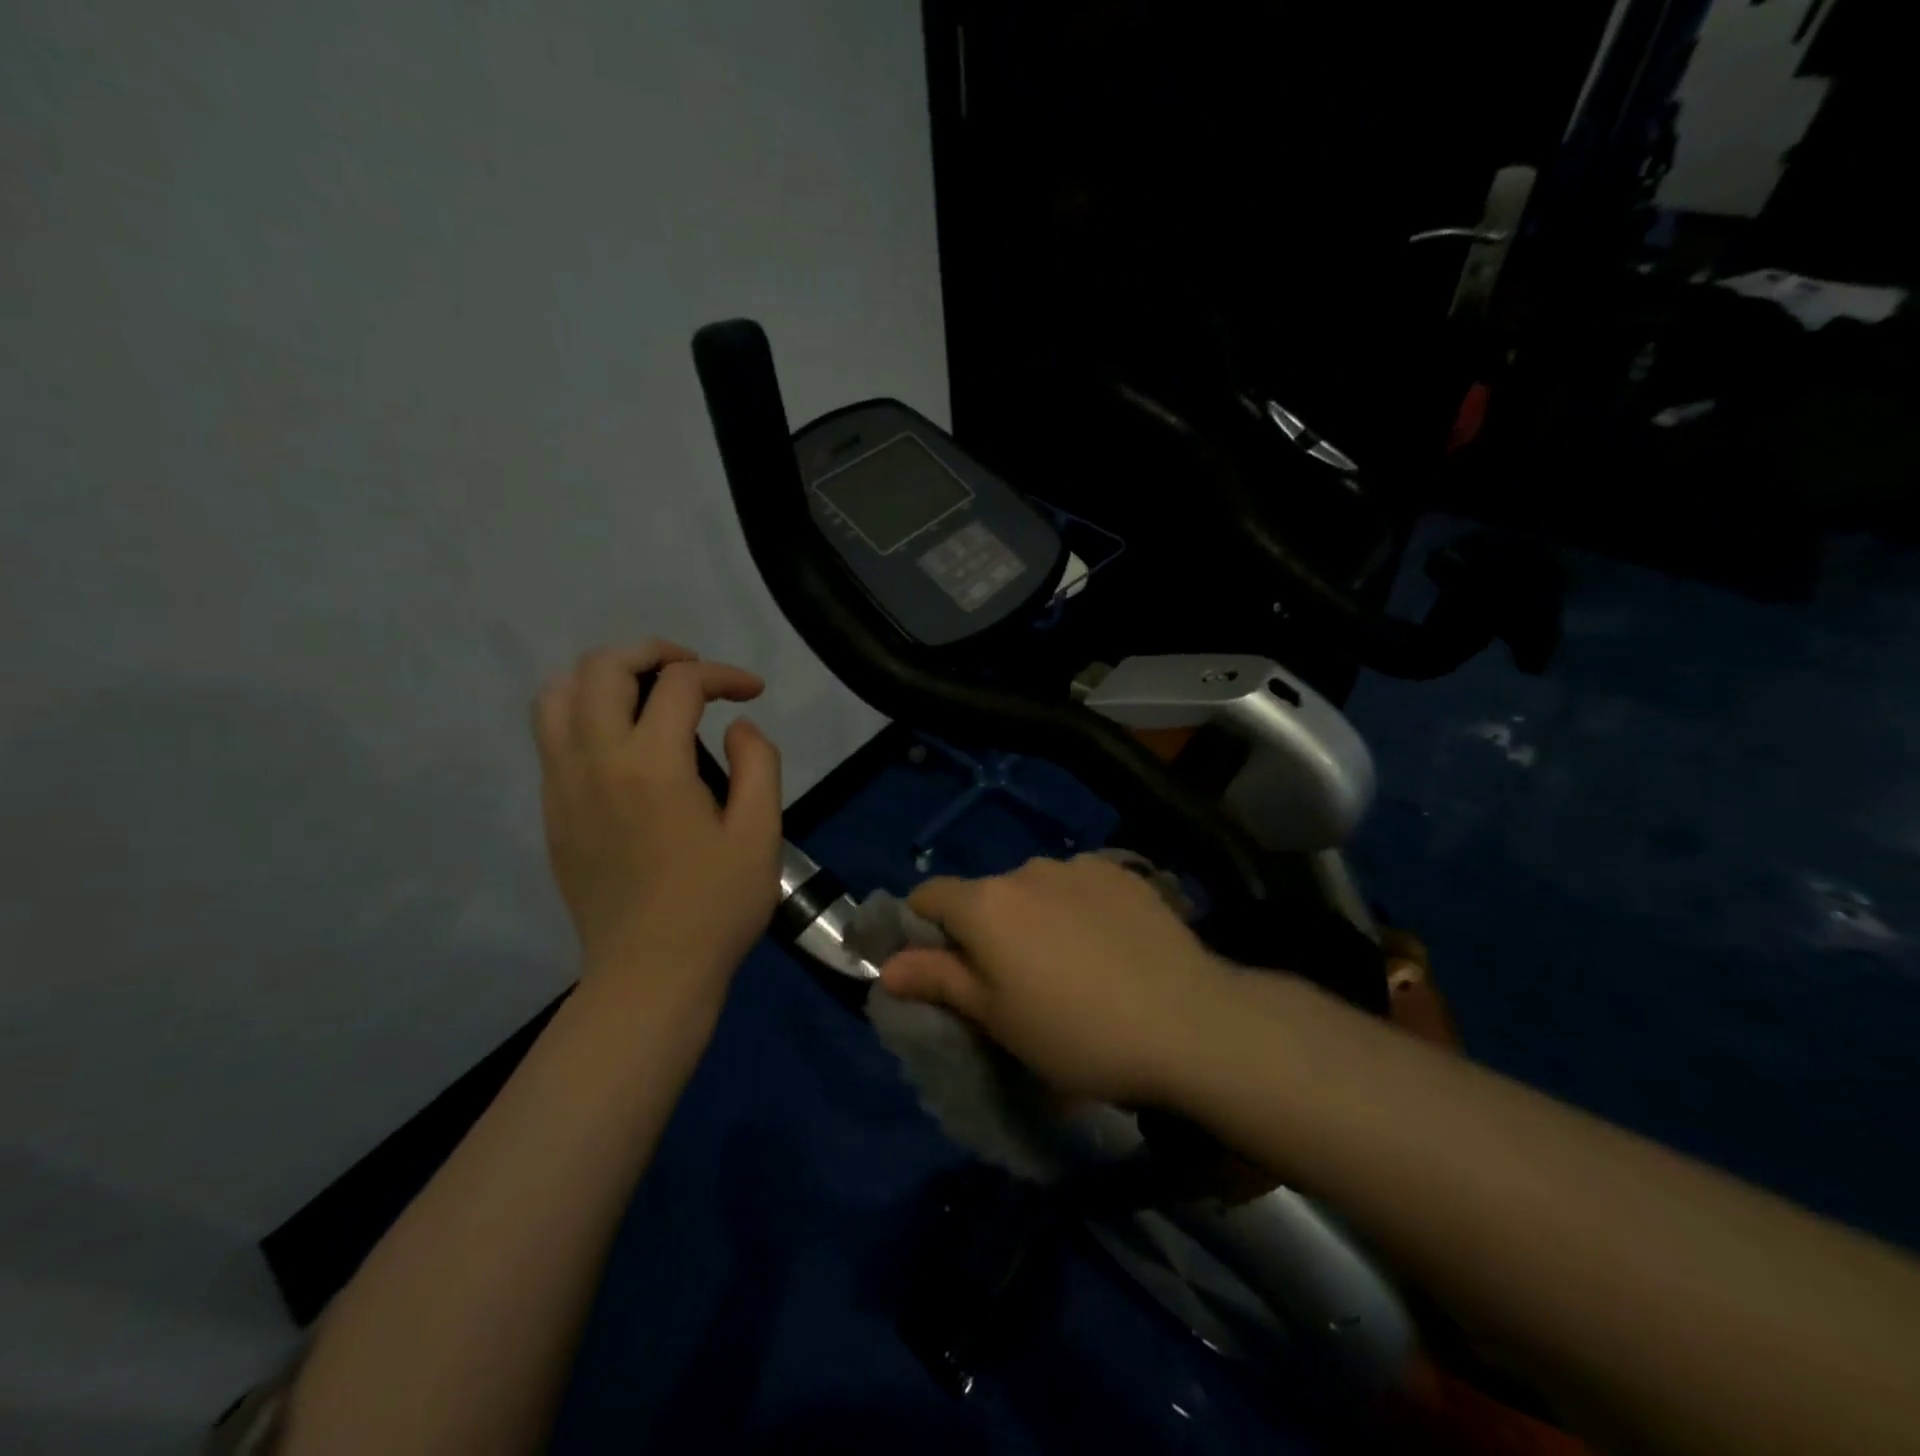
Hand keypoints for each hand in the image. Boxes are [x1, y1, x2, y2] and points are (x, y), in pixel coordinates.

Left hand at [534, 642, 781, 1003]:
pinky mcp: (552, 811)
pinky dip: (585, 712)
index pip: (680, 684)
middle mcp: (595, 761)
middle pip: (603, 668)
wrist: (648, 976)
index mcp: (652, 766)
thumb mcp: (761, 834)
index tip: (752, 693)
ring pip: (559, 695)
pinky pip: (552, 735)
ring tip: (648, 693)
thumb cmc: (715, 907)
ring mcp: (563, 785)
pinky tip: (624, 740)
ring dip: (606, 676)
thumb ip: (758, 764)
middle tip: (694, 672)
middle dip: (653, 653)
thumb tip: (738, 727)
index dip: (723, 675)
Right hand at [880, 854, 1233, 1104]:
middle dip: (984, 930)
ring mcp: (1078, 866)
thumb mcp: (998, 1019)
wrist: (1188, 1021)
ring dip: (1033, 917)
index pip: (928, 896)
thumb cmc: (1077, 1033)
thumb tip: (886, 965)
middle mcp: (1025, 869)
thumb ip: (938, 981)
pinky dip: (1075, 908)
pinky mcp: (1122, 871)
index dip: (921, 929)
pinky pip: (1078, 885)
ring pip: (1033, 889)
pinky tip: (1107, 946)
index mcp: (986, 904)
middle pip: (984, 894)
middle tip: (1012, 984)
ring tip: (1068, 966)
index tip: (939, 968)